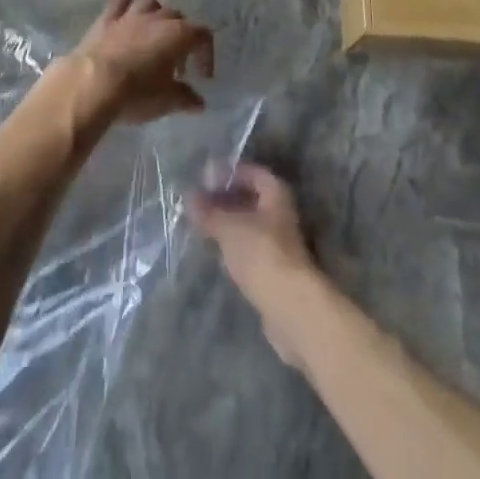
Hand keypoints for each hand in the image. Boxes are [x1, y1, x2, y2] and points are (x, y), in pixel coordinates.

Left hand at [69, 0, 213, 125]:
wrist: (92, 84)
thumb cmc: (136, 93)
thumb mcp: (166, 102)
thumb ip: (185, 98)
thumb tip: (198, 102)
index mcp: (178, 34)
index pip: (203, 35)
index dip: (206, 54)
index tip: (202, 76)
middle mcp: (157, 18)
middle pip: (178, 18)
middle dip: (181, 38)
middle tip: (176, 65)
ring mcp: (131, 14)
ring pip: (151, 3)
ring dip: (157, 16)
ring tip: (154, 35)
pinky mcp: (107, 18)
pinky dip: (127, 0)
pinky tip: (128, 7)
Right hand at [188, 162, 319, 367]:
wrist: (290, 307)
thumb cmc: (261, 253)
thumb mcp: (229, 227)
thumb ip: (209, 212)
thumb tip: (189, 197)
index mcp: (276, 193)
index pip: (252, 173)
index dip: (229, 173)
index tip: (205, 180)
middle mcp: (282, 214)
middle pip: (252, 199)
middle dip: (226, 200)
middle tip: (199, 204)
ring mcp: (280, 244)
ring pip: (250, 227)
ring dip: (229, 226)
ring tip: (203, 228)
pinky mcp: (275, 271)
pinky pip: (251, 250)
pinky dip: (234, 248)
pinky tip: (217, 255)